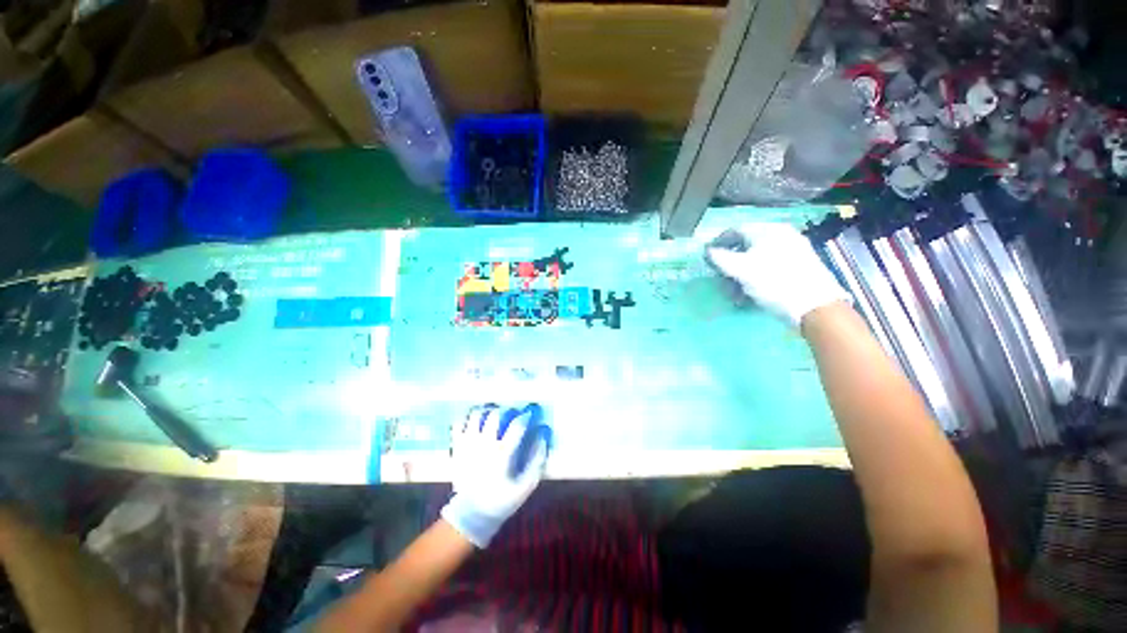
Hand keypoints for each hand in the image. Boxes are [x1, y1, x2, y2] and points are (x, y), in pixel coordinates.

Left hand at [441, 405, 548, 547]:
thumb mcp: (526, 485)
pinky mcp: (457, 447)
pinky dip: (468, 419)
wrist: (471, 515)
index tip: (530, 413)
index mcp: (502, 452)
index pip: (517, 425)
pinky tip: (476, 423)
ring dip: (487, 411)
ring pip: (476, 414)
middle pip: (495, 414)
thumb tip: (542, 436)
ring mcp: (468, 443)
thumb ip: (537, 460)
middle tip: (511, 414)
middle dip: (506, 410)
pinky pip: (459, 423)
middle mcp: (484, 443)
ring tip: (493, 415)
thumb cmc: (501, 499)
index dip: (526, 415)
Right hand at [706, 222, 851, 326]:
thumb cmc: (773, 282)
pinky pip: (770, 265)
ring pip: (757, 257)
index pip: (735, 230)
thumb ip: (720, 258)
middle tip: (721, 278)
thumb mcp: (741, 270)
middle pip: (746, 245)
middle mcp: (781, 234)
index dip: (718, 242)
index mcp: (768, 230)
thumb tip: (707, 250)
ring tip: (735, 291)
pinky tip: (752, 292)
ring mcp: (793, 248)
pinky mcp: (800, 264)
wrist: (814, 305)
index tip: (707, 257)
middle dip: (730, 263)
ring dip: (741, 274)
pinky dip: (756, 276)